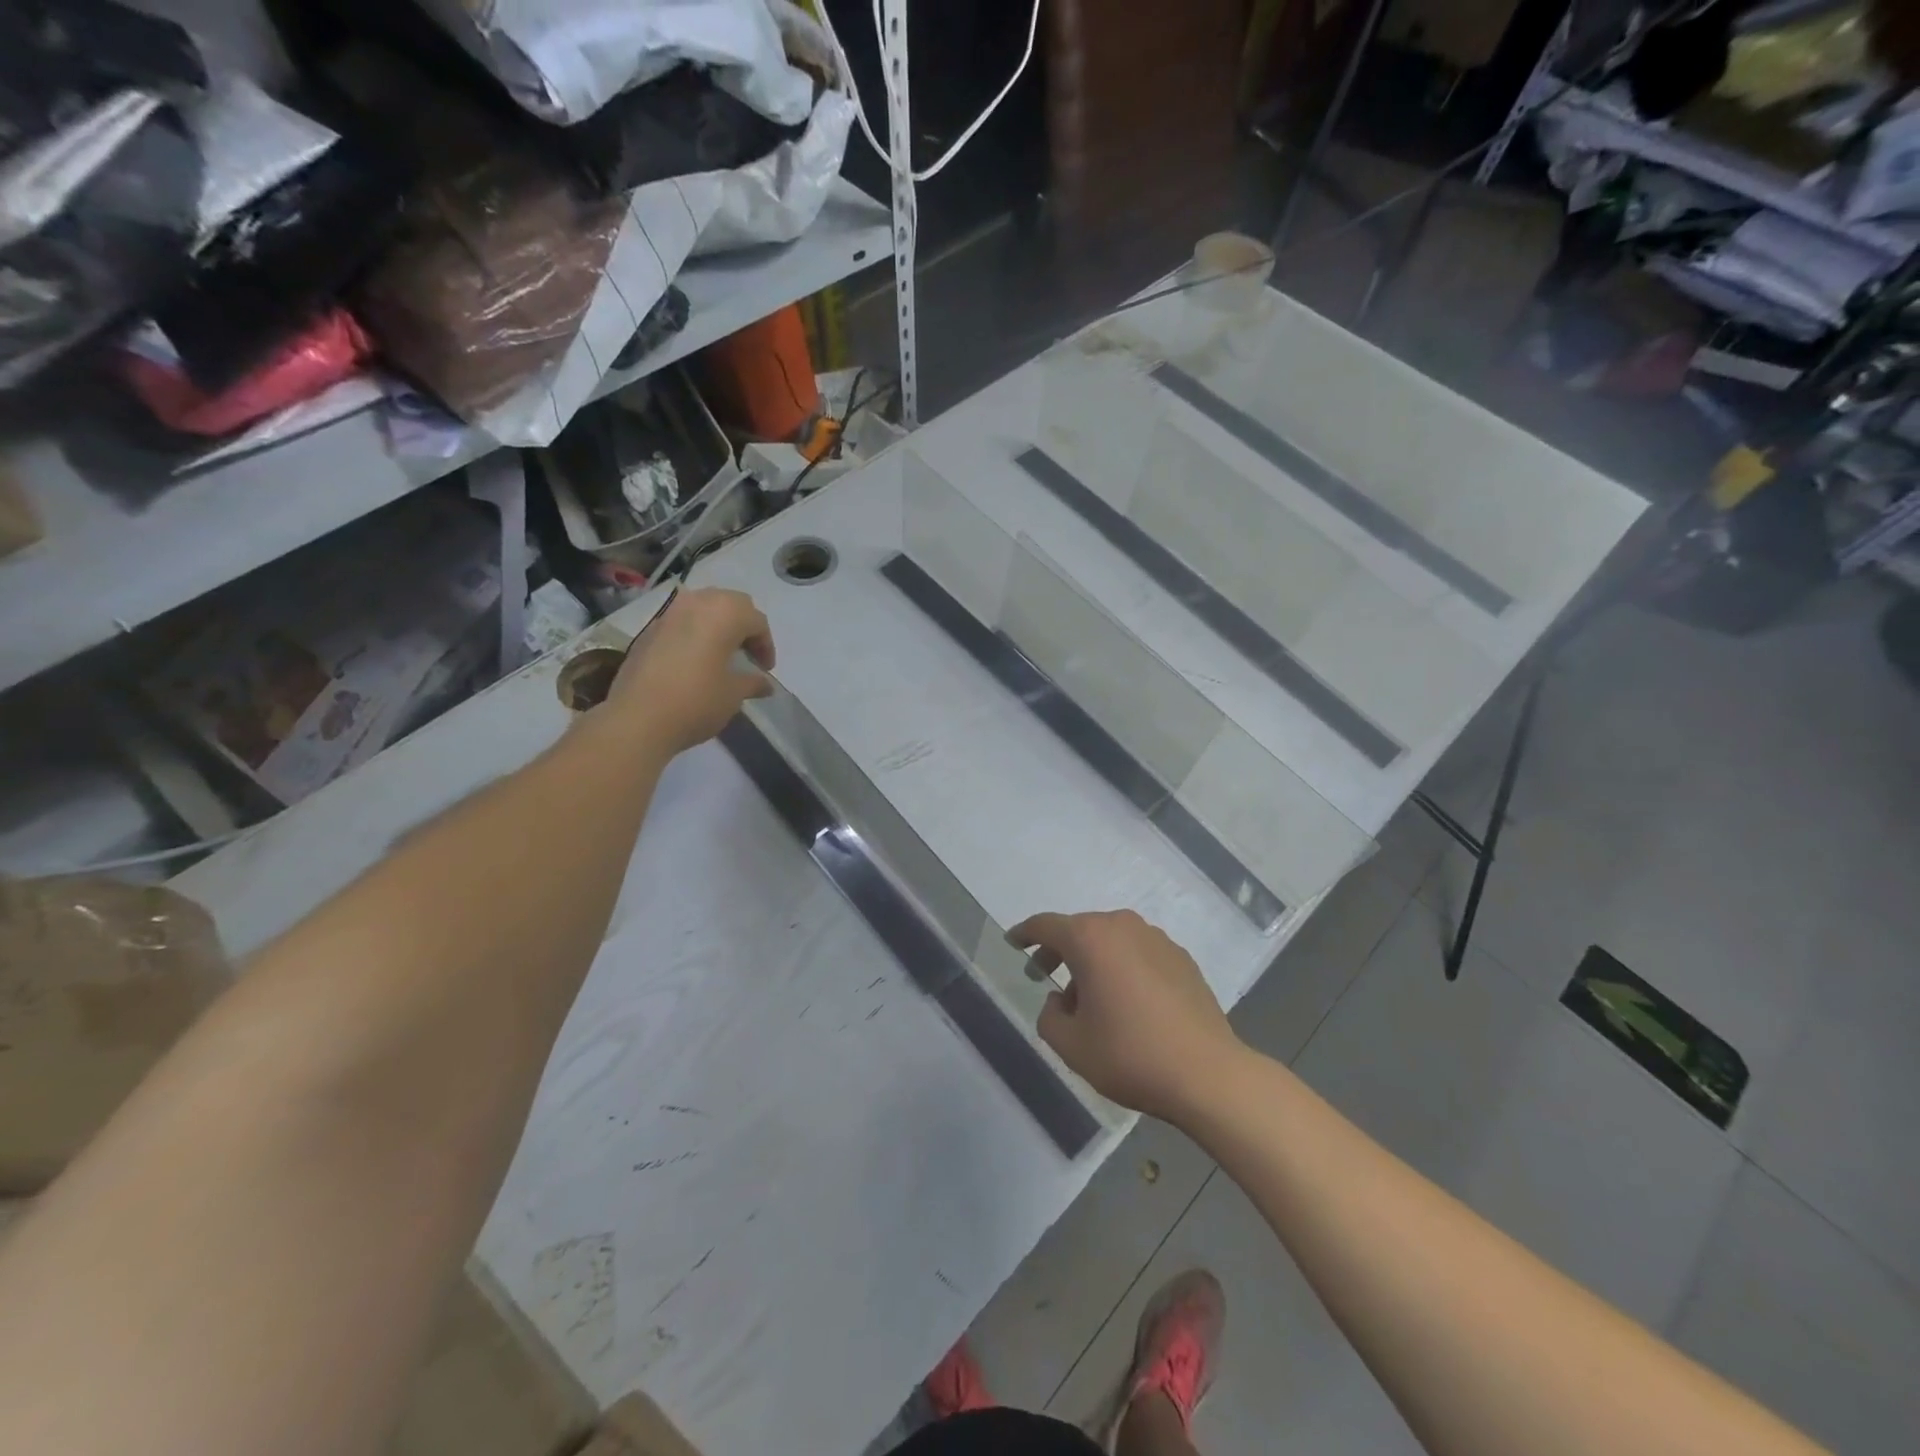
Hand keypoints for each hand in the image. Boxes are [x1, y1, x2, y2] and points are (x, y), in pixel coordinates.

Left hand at [609, 587, 775, 752]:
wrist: (638, 718)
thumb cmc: (697, 702)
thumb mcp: (733, 694)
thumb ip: (752, 682)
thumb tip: (765, 684)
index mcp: (725, 614)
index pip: (757, 621)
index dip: (766, 645)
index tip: (765, 669)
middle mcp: (697, 603)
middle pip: (730, 603)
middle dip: (744, 625)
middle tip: (747, 654)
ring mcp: (669, 614)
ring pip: (703, 607)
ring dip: (718, 625)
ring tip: (721, 653)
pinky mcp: (648, 630)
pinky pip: (681, 621)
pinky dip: (694, 632)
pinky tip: (694, 660)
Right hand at [1008, 909, 1244, 1124]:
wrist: (1207, 1074)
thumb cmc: (1130, 1054)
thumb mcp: (1071, 1045)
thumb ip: (1049, 1016)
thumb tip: (1059, 1000)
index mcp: (1090, 939)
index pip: (1046, 925)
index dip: (1025, 933)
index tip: (1013, 942)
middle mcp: (1122, 926)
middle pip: (1080, 930)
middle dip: (1059, 950)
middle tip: (1044, 975)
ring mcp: (1156, 939)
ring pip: (1111, 941)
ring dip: (1093, 960)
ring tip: (1089, 999)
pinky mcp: (1181, 958)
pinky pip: (1138, 953)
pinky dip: (1123, 967)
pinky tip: (1127, 1003)